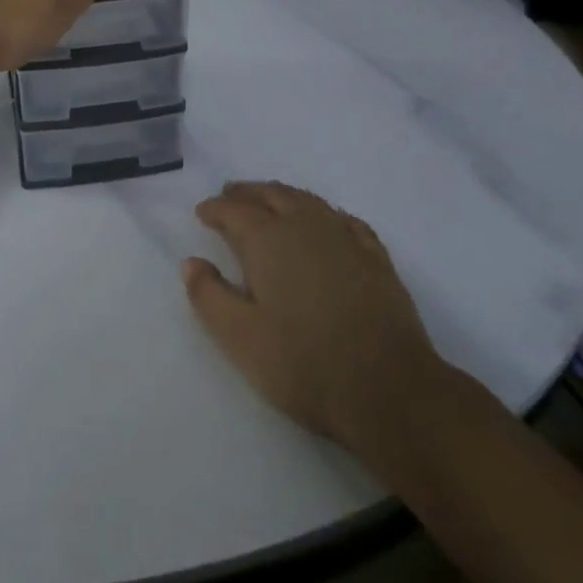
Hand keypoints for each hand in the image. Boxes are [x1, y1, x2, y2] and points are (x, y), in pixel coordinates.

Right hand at [183, 182, 449, 448]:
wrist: (390, 389)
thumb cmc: (305, 364)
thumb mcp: (241, 339)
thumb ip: (209, 297)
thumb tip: (192, 262)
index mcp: (269, 239)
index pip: (234, 211)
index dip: (215, 209)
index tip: (202, 213)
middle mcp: (305, 225)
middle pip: (271, 195)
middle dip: (247, 193)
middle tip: (230, 195)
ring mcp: (345, 237)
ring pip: (307, 201)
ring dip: (282, 195)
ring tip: (269, 200)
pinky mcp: (376, 257)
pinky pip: (343, 219)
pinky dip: (324, 213)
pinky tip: (325, 222)